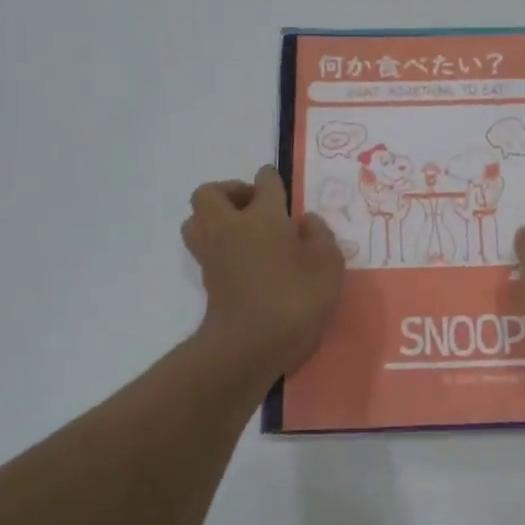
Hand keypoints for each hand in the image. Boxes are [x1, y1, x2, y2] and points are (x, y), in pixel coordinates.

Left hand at [182, 166, 345, 377]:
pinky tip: (245, 257)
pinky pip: (204, 247)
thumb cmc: (296, 297)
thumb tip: (305, 221)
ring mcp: (213, 253)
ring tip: (244, 231)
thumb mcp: (328, 263)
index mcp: (263, 215)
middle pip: (210, 193)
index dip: (272, 180)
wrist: (252, 344)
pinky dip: (218, 244)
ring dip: (214, 217)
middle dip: (230, 192)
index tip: (281, 188)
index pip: (264, 181)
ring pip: (196, 219)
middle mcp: (230, 226)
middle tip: (255, 206)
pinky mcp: (207, 278)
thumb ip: (320, 235)